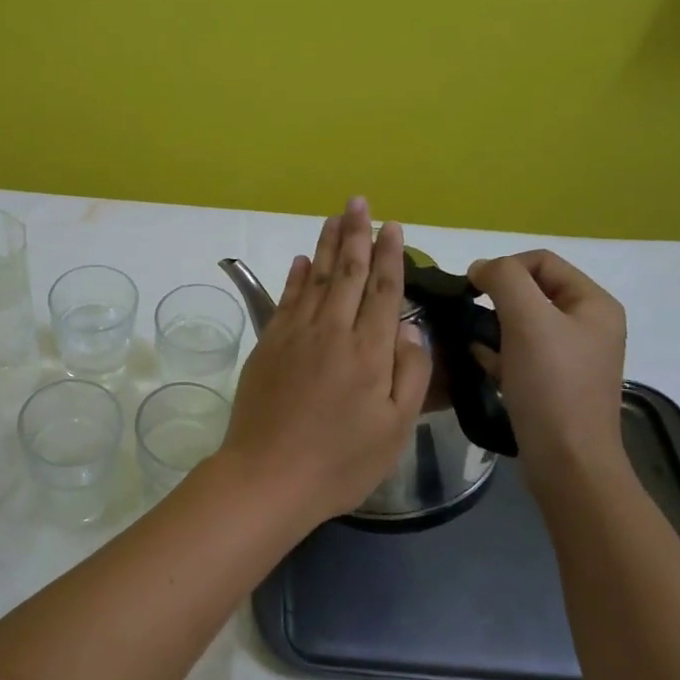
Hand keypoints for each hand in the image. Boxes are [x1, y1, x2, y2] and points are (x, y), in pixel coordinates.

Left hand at [215, 197, 433, 526]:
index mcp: (369, 351)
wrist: (268, 476)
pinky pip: (286, 299)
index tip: (392, 227)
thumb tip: (410, 327)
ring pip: (316, 277)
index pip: (384, 290)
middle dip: (356, 234)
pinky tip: (303, 260)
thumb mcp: (394, 429)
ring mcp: (295, 334)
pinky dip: (296, 276)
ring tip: (336, 217)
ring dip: (327, 244)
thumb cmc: (340, 462)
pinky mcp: (268, 344)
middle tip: (359, 203)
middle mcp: (333, 331)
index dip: (389, 256)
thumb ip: (409, 374)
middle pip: (348, 273)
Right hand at [467, 250, 626, 481]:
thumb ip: (503, 279)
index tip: (473, 291)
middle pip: (531, 290)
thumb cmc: (551, 385)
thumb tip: (481, 268)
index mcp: (594, 303)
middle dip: (496, 300)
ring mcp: (572, 355)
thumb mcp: (527, 319)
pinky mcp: (555, 381)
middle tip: (472, 320)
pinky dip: (498, 353)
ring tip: (475, 345)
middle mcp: (588, 324)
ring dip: (492, 327)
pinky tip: (483, 366)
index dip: (504, 268)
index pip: (541, 261)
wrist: (567, 461)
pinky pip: (520, 351)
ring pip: (521, 322)